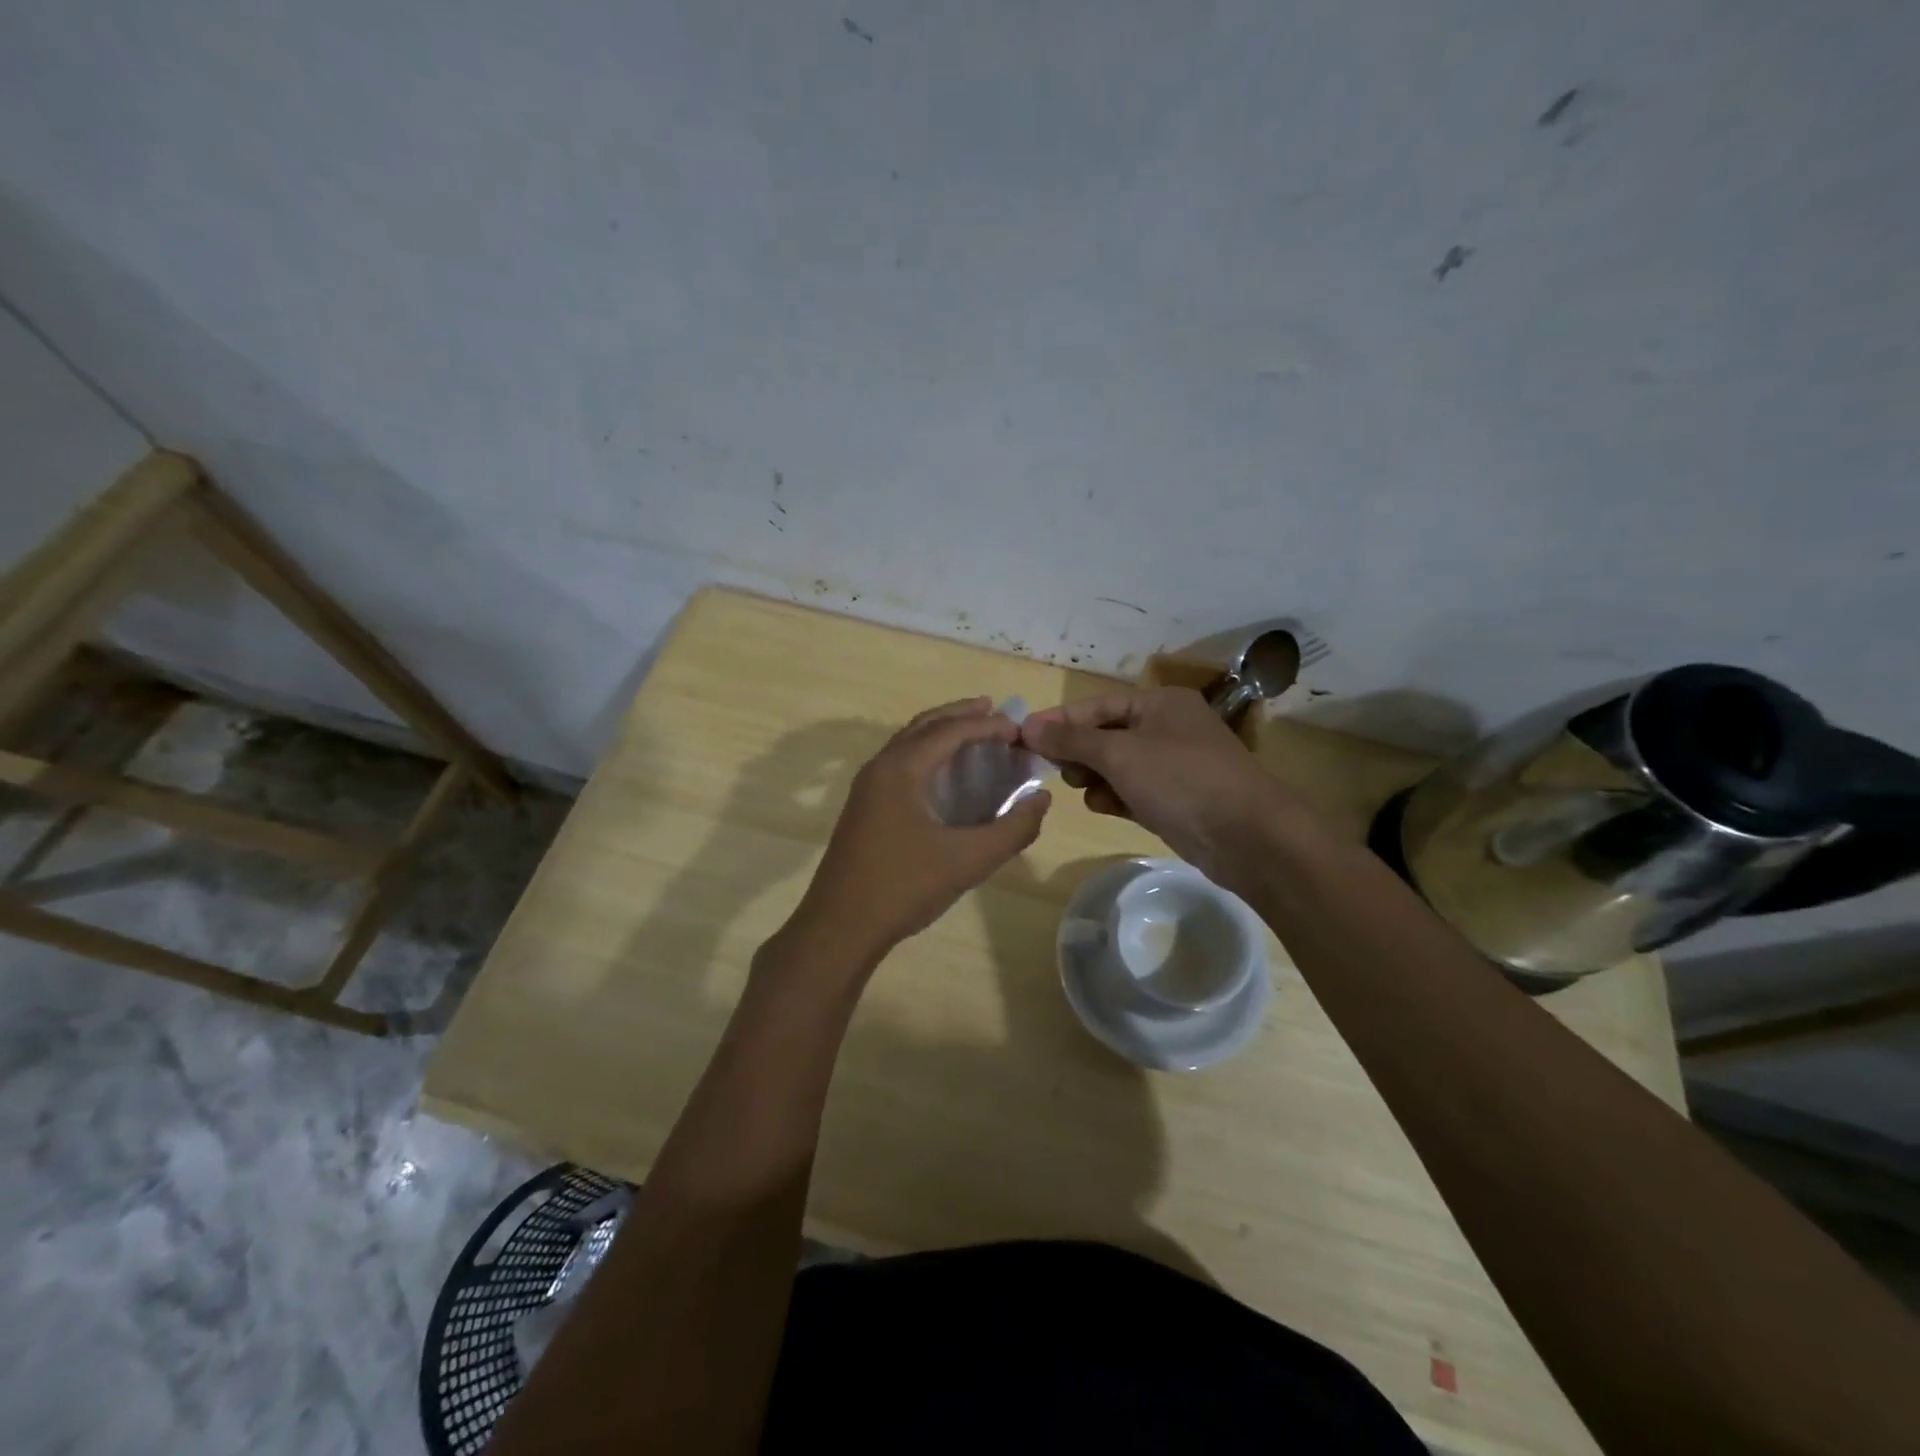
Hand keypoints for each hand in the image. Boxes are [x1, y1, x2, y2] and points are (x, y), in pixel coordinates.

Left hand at [787, 698, 1050, 967]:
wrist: (840, 926)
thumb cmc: (904, 887)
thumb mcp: (969, 859)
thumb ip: (1013, 829)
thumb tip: (1041, 800)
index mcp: (901, 768)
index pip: (950, 731)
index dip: (987, 726)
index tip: (1019, 729)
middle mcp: (880, 767)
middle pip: (925, 725)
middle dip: (960, 715)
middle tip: (994, 711)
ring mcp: (867, 788)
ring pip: (908, 744)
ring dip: (941, 734)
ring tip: (974, 735)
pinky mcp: (864, 808)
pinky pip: (900, 764)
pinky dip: (927, 756)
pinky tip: (946, 776)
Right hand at [1021, 687, 1303, 888]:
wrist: (1247, 836)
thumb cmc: (1181, 779)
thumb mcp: (1120, 753)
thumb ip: (1072, 739)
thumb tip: (1029, 726)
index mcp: (1159, 703)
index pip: (1097, 705)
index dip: (1059, 720)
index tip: (1022, 736)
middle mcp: (1167, 728)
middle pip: (1105, 735)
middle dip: (1078, 752)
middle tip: (1055, 770)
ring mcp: (1173, 766)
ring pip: (1116, 766)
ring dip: (1095, 777)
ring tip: (1084, 790)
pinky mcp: (1175, 799)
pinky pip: (1132, 791)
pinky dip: (1115, 796)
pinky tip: (1105, 807)